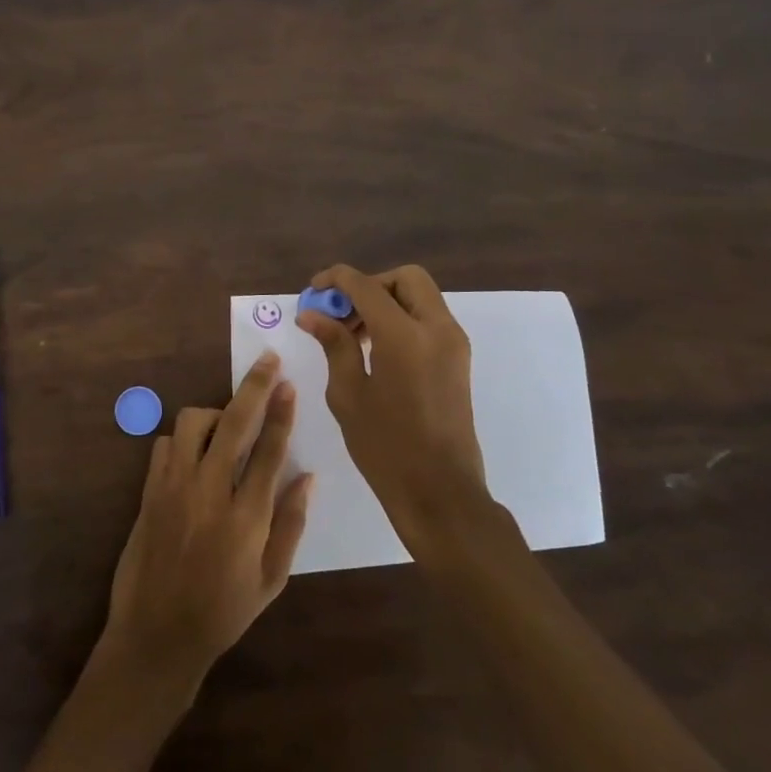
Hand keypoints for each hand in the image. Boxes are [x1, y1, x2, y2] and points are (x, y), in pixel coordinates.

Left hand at [100, 352, 313, 692]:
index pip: (269, 450)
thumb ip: (291, 524)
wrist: (156, 635)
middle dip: (254, 387)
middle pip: (234, 423)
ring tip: (228, 427)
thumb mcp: (271, 580)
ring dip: (215, 414)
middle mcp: (209, 493)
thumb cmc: (222, 612)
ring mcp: (174, 488)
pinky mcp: (149, 491)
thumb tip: (309, 476)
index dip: (281, 412)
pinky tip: (196, 454)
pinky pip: (165, 444)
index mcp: (247, 518)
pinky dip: (184, 439)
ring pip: (193, 423)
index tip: (288, 382)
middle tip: (267, 360)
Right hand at [297, 264, 487, 545]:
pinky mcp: (458, 360)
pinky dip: (403, 318)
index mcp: (405, 336)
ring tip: (353, 334)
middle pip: (405, 278)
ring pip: (420, 296)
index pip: (367, 286)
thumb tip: (312, 314)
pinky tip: (376, 348)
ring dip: (386, 301)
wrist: (441, 493)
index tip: (313, 291)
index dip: (336, 280)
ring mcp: (453, 344)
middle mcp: (437, 329)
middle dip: (370, 285)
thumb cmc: (386, 447)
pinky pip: (429, 319)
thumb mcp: (348, 394)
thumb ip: (334, 344)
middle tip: (342, 312)